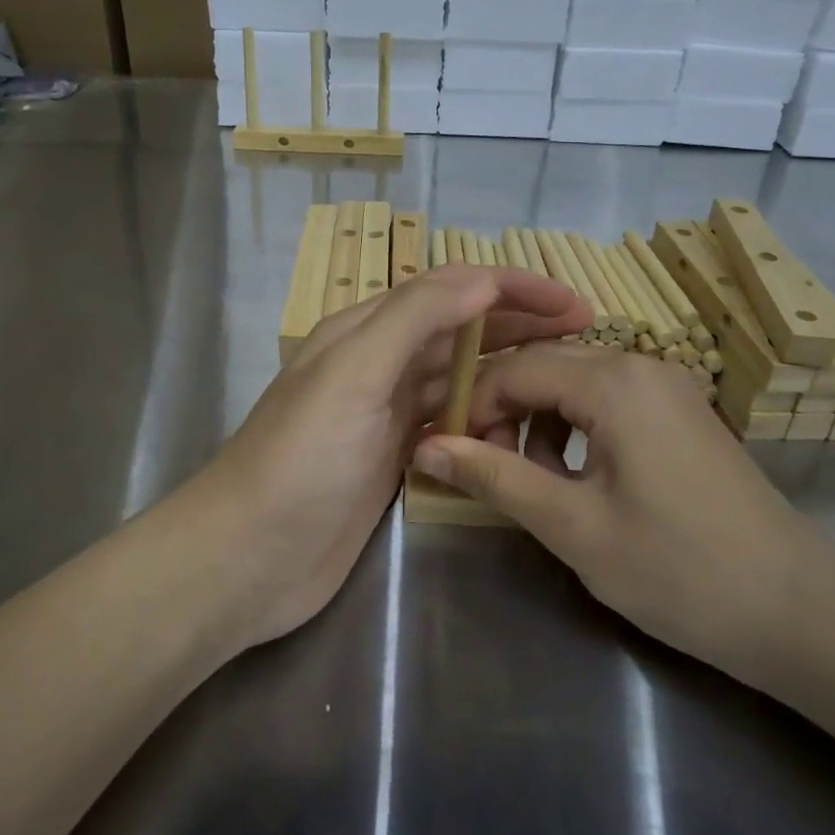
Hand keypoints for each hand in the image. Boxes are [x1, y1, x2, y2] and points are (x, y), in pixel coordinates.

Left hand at [171, 265, 589, 651]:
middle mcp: (377, 365)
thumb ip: (415, 318)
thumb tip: (482, 277)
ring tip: (562, 386)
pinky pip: (451, 429)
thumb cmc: (300, 459)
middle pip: (459, 332)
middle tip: (585, 337)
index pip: (448, 290)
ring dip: (506, 377)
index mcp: (364, 331)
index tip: (573, 303)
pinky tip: (515, 436)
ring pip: (458, 381)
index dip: (511, 288)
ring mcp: (386, 416)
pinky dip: (483, 425)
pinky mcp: (394, 461)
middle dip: (519, 327)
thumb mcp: (354, 374)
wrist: (249, 557)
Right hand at [410, 345, 831, 682]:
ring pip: (572, 381)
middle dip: (504, 412)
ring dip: (538, 420)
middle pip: (543, 366)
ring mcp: (666, 385)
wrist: (798, 611)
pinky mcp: (680, 411)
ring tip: (533, 480)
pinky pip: (606, 399)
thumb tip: (425, 446)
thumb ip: (494, 477)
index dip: (473, 408)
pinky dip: (575, 426)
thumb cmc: (677, 569)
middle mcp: (640, 365)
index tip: (452, 455)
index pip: (514, 369)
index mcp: (613, 382)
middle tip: (486, 469)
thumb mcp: (572, 525)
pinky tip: (577, 475)